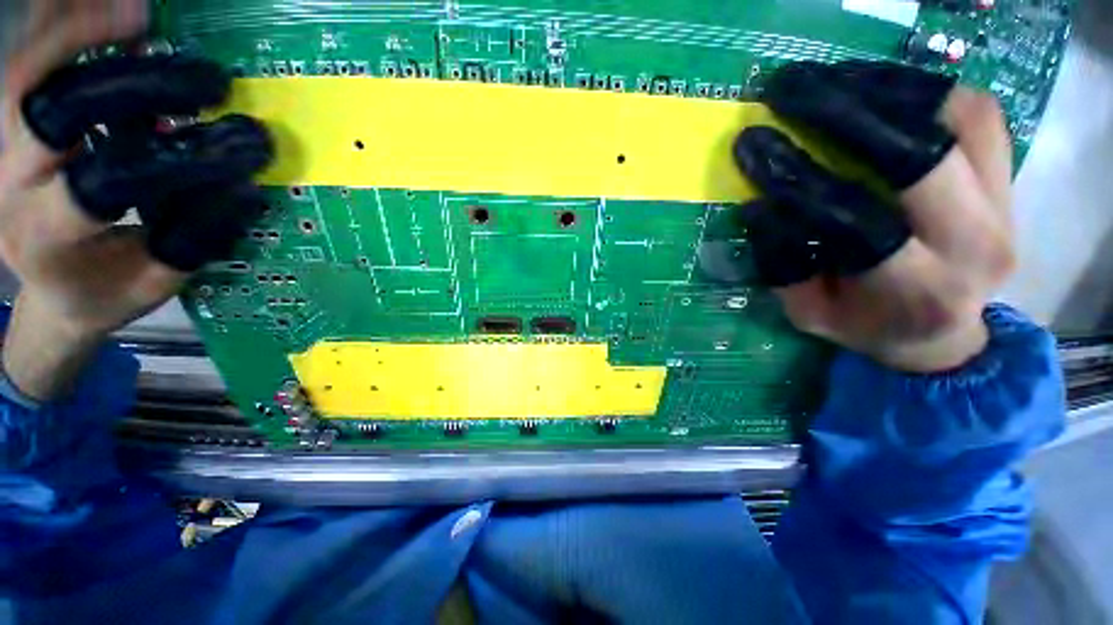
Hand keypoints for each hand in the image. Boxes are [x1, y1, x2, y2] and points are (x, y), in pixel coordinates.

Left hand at [0, 1, 272, 400]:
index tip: (242, 150)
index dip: (178, 162)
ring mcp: (4, 148)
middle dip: (135, 85)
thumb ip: (194, 238)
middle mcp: (12, 184)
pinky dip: (70, 35)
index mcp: (47, 237)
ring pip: (30, 74)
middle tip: (206, 82)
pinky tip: (119, 24)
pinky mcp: (12, 128)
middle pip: (57, 111)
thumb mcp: (157, 281)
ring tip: (143, 16)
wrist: (53, 288)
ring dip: (84, 35)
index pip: (111, 182)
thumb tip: (245, 189)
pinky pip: (33, 68)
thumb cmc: (107, 291)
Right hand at [735, 62, 1013, 372]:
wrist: (943, 334)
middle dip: (846, 114)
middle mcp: (977, 244)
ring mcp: (1007, 205)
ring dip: (885, 89)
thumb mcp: (810, 314)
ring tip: (826, 81)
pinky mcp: (1011, 178)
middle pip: (922, 157)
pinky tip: (872, 86)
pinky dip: (921, 88)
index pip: (855, 222)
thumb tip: (760, 208)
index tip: (754, 148)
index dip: (799, 180)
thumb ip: (784, 269)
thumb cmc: (867, 326)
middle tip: (788, 92)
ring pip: (959, 118)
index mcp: (918, 292)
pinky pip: (976, 112)